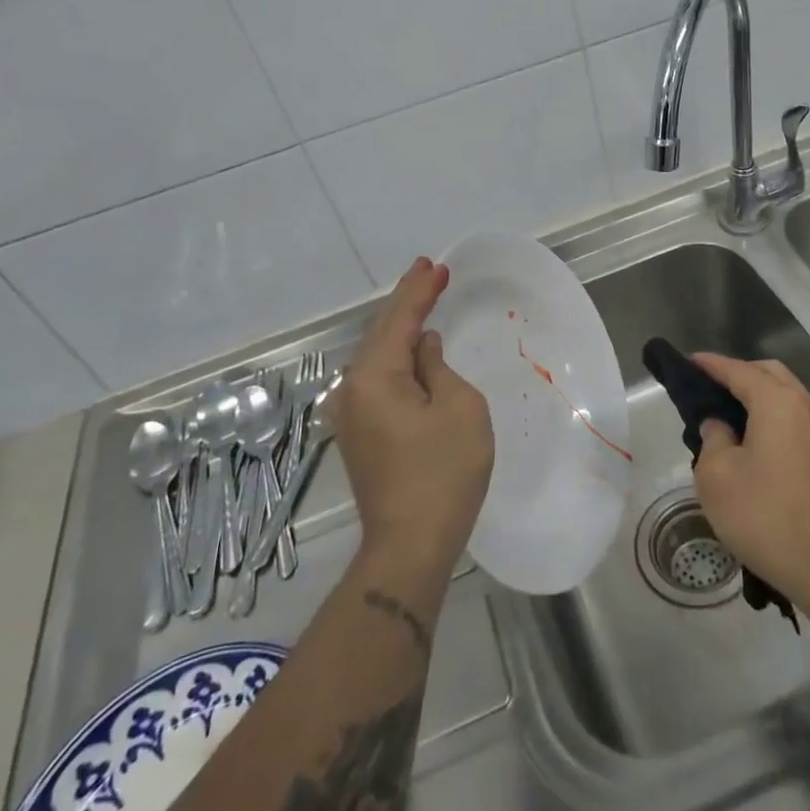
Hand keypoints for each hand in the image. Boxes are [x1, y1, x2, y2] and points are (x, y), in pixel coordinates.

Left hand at [331, 258, 492, 570]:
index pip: (399, 319)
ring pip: (377, 358)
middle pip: (381, 334)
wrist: (410, 545)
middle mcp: (352, 389)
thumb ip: (438, 367)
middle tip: (428, 273)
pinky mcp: (360, 435)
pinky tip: (411, 351)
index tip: (435, 265)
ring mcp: (351, 414)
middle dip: (406, 303)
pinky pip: (378, 380)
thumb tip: (423, 349)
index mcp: (374, 376)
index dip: (419, 290)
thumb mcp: (458, 407)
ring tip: (422, 302)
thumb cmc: (443, 472)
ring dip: (400, 330)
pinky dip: (396, 358)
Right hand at [690, 353, 809, 608]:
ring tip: (728, 410)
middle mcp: (806, 407)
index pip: (739, 371)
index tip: (689, 362)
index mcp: (778, 403)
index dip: (712, 365)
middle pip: (770, 374)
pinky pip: (796, 417)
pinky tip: (753, 436)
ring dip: (759, 393)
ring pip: (787, 395)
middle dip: (739, 373)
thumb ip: (713, 438)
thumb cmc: (763, 515)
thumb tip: (720, 425)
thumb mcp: (717, 475)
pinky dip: (773, 413)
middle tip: (708, 386)